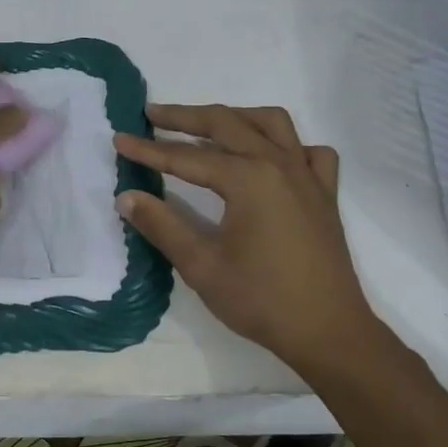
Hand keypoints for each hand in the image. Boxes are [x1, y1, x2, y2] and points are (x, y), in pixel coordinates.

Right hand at [115, 104, 370, 369]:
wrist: (328, 332)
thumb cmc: (261, 300)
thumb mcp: (202, 266)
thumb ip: (162, 225)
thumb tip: (127, 196)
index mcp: (248, 178)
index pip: (186, 157)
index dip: (149, 149)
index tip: (119, 139)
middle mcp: (279, 164)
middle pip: (226, 124)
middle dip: (185, 117)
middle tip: (152, 115)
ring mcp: (307, 176)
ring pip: (271, 124)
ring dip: (235, 117)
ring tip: (207, 126)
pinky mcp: (325, 194)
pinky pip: (308, 151)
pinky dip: (287, 144)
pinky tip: (270, 157)